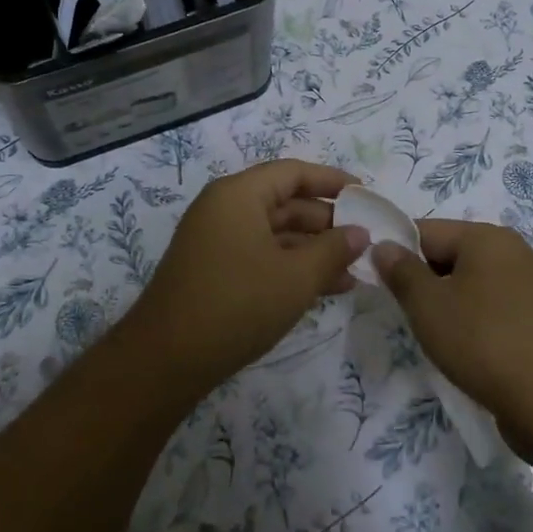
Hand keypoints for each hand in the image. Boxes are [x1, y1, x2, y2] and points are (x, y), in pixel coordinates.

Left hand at [128, 159, 369, 398]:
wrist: (167, 359)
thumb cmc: (237, 304)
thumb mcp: (296, 277)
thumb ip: (333, 250)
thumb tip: (360, 232)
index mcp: (239, 194)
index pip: (293, 173)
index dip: (332, 181)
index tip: (365, 195)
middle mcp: (224, 208)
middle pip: (284, 202)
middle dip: (327, 221)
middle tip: (365, 240)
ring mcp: (216, 240)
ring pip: (275, 233)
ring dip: (313, 250)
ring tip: (354, 271)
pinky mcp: (214, 270)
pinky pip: (261, 255)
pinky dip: (291, 266)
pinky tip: (325, 288)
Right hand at [373, 220, 532, 437]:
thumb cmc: (483, 340)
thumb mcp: (428, 304)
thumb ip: (400, 271)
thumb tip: (383, 246)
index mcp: (486, 237)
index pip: (425, 231)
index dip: (396, 253)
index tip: (376, 282)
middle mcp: (511, 253)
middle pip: (449, 255)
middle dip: (422, 281)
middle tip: (403, 313)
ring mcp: (529, 288)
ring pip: (470, 285)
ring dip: (446, 305)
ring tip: (432, 336)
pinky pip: (491, 310)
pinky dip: (472, 323)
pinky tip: (463, 351)